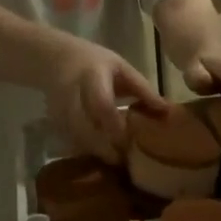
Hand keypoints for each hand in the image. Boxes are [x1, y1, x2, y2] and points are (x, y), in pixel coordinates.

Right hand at [48, 40, 165, 162]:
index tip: (131, 141)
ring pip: (78, 139)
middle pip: (86, 129)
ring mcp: (59, 111)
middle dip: (106, 148)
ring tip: (116, 160)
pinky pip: (72, 142)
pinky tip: (101, 154)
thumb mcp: (120, 67)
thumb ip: (142, 88)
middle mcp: (72, 96)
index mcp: (92, 77)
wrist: (54, 59)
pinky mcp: (55, 123)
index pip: (102, 105)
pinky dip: (88, 151)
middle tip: (125, 160)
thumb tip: (166, 110)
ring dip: (97, 152)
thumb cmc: (94, 61)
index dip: (116, 126)